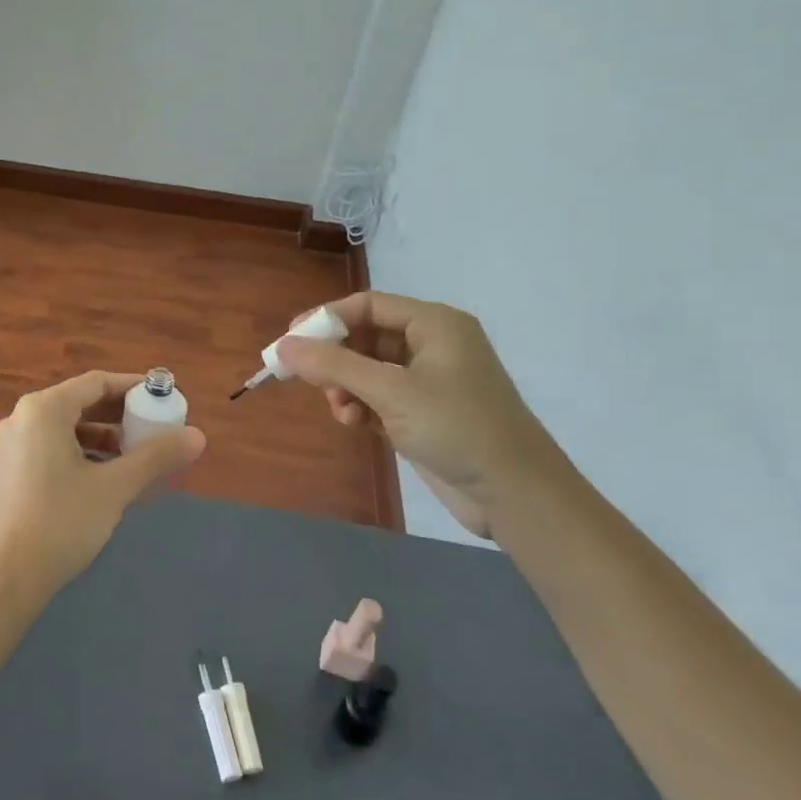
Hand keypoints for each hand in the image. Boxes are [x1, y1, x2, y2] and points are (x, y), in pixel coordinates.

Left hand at [0, 371, 205, 604]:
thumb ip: (155, 456)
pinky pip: (52, 446)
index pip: (96, 383)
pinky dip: (82, 452)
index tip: (163, 398)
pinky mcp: (10, 470)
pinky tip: (106, 476)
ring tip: (137, 455)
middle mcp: (23, 417)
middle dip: (120, 414)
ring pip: (66, 427)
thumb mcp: (114, 487)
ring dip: (103, 436)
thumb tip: (198, 436)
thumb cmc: (60, 523)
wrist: (4, 580)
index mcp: (44, 409)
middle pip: (80, 403)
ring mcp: (12, 445)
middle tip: (156, 427)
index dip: (133, 387)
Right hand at [275, 294, 563, 538]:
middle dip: (335, 359)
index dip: (326, 318)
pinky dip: (362, 406)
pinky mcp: (426, 412)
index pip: (367, 305)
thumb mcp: (391, 391)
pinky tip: (355, 424)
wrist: (517, 495)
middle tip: (304, 378)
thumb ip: (334, 365)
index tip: (290, 340)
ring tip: (341, 411)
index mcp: (434, 324)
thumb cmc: (456, 427)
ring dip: (346, 387)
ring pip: (369, 369)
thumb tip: (283, 346)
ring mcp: (430, 380)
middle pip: (366, 336)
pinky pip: (380, 396)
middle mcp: (432, 344)